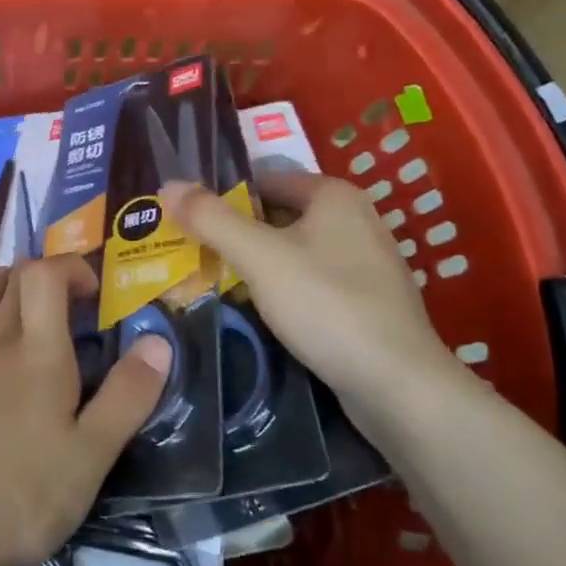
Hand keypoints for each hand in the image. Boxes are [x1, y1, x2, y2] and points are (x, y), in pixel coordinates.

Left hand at [0, 258, 170, 565]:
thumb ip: (127, 396)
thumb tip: (159, 340)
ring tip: (19, 292)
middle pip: (12, 283)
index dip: (69, 267)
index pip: (45, 276)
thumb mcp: (91, 456)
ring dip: (2, 287)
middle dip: (41, 275)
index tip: (93, 292)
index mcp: (38, 354)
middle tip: (65, 298)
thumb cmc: (22, 495)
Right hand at [161, 172, 466, 415]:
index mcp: (334, 195)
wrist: (398, 385)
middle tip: (192, 253)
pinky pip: (311, 281)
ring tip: (214, 283)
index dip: (223, 197)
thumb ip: (210, 218)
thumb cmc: (326, 305)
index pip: (263, 179)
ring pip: (293, 251)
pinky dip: (282, 289)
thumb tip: (167, 185)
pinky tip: (258, 311)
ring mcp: (366, 262)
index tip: (187, 222)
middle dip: (235, 233)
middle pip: (277, 215)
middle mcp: (355, 219)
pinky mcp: (368, 301)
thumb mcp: (259, 256)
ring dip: (256, 264)